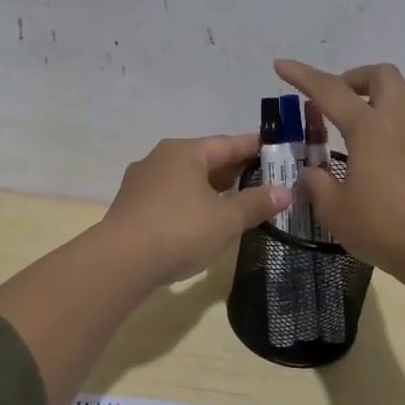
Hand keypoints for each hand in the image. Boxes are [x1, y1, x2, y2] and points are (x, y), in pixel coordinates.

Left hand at [101, 134, 291, 285]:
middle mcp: (160, 159)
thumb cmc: (180, 230)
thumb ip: (256, 204)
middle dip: (232, 168)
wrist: (120, 261)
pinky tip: (201, 219)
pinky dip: (190, 202)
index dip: (253, 147)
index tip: (275, 148)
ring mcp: (141, 183)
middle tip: (261, 176)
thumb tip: (284, 191)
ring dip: (210, 187)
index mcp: (184, 152)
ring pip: (185, 179)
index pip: (227, 143)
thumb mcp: (226, 219)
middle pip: (204, 159)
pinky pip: (170, 197)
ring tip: (235, 199)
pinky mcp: (131, 207)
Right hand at [275, 59, 404, 281]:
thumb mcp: (334, 209)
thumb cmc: (382, 226)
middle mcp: (397, 122)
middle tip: (332, 102)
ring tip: (350, 127)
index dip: (302, 75)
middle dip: (352, 78)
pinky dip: (386, 123)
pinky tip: (373, 155)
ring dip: (373, 98)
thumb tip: (310, 173)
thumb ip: (316, 184)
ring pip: (399, 96)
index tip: (280, 65)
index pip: (329, 90)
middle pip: (381, 75)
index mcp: (369, 128)